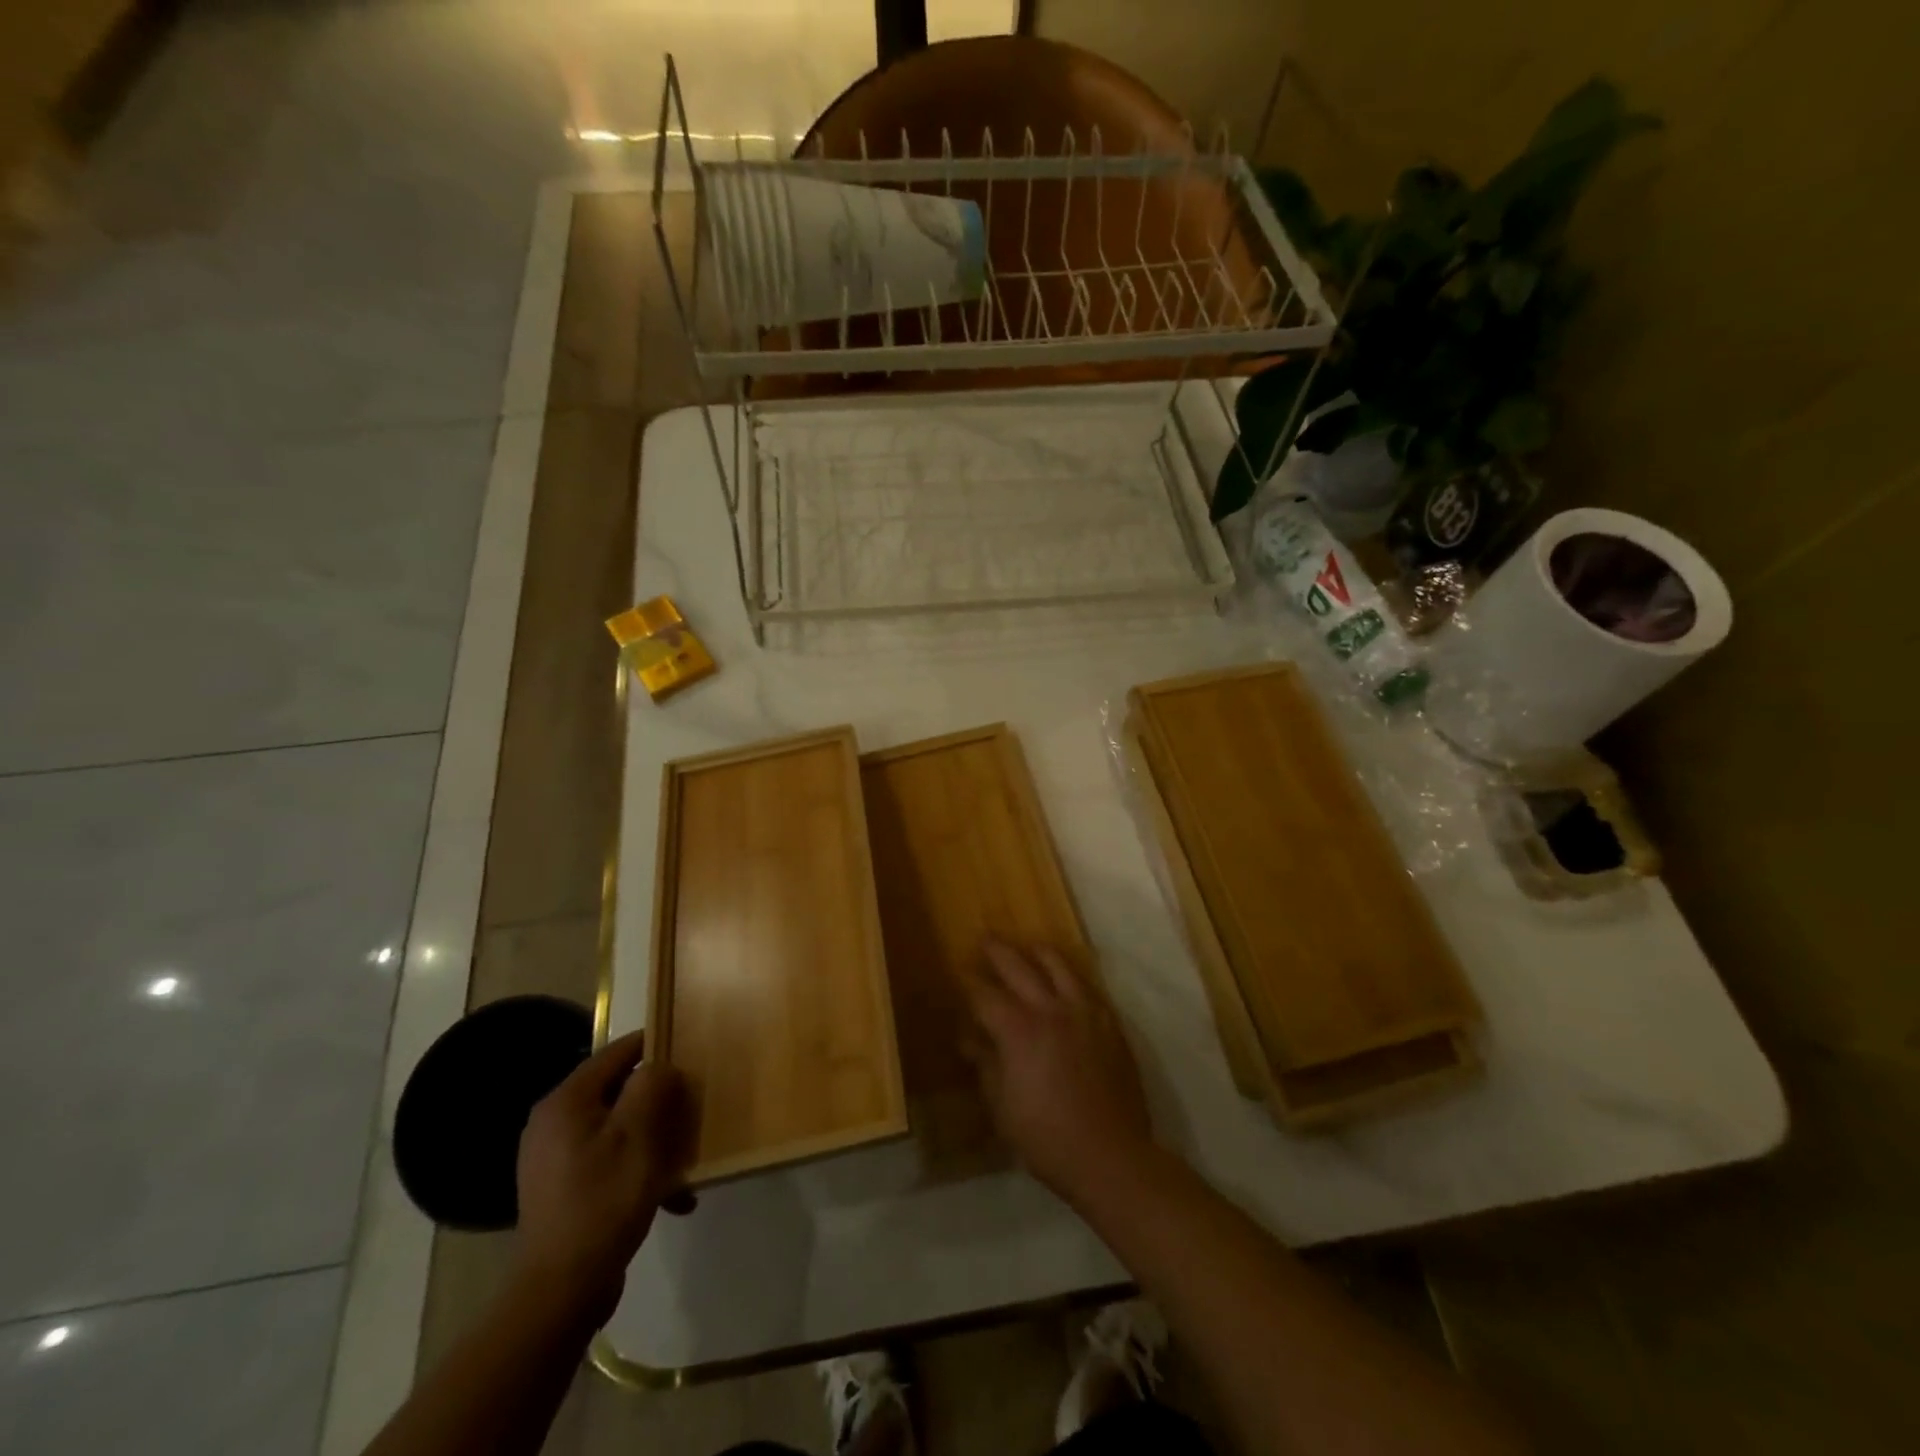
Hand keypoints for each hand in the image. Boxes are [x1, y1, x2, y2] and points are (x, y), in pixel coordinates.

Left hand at [513, 1031, 693, 1326]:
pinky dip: (638, 1169)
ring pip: (618, 1128)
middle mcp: (554, 1123)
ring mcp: (555, 1158)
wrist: (560, 1292)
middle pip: (618, 1091)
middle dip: (658, 1101)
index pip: (617, 1052)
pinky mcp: (564, 1189)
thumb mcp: (638, 1136)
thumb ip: (651, 1087)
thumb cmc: (603, 1202)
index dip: (654, 1046)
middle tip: (691, 1111)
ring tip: (684, 1160)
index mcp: (566, 1102)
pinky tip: (670, 1196)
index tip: (689, 1051)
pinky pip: (609, 1160)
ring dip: (654, 1139)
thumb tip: (659, 1065)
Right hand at [961, 942, 1154, 1206]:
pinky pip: (1086, 986)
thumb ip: (986, 1065)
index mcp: (1018, 1030)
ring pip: (1058, 966)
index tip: (959, 971)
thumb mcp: (1002, 1106)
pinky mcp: (1108, 1023)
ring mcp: (1084, 1012)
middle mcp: (1050, 1010)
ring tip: (1028, 947)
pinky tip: (1065, 980)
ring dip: (1038, 953)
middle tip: (985, 939)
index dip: (968, 983)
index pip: (985, 995)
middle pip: (1019, 967)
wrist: (1110, 1154)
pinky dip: (1070, 976)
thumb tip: (969, 1039)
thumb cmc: (1046, 1137)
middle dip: (998, 952)